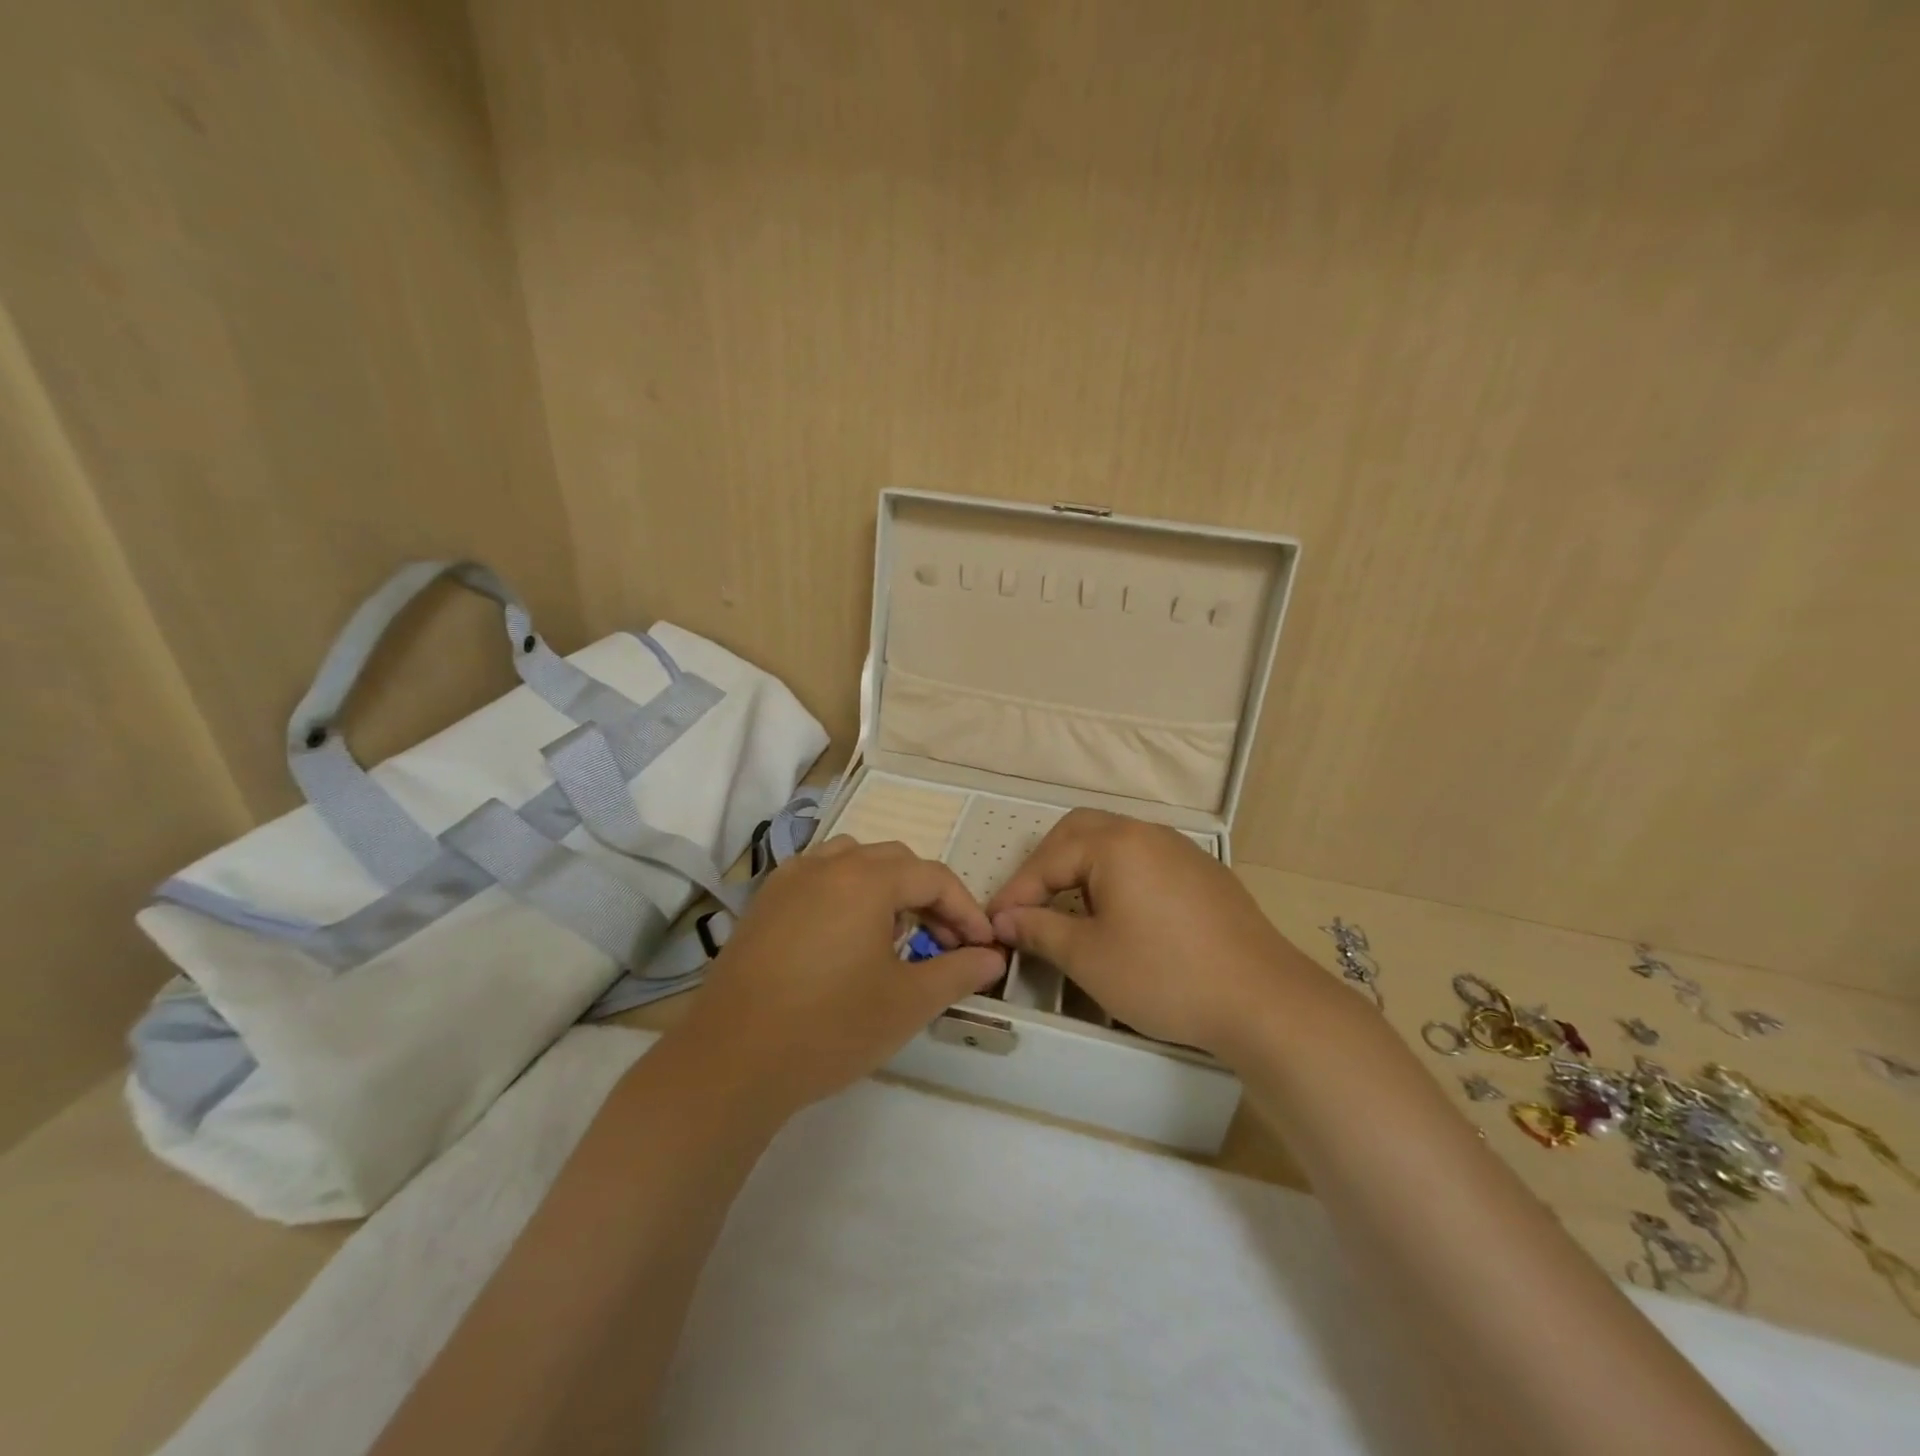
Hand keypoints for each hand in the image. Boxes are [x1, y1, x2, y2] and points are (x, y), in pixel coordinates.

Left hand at [677, 838, 1005, 1115]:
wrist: (731, 1061)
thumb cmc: (831, 1027)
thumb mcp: (908, 1002)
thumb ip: (958, 971)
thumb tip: (992, 957)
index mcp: (866, 878)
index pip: (933, 877)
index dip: (966, 909)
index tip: (982, 947)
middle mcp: (827, 864)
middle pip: (894, 862)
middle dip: (928, 896)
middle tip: (944, 942)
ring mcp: (788, 880)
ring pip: (852, 862)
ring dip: (885, 888)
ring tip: (894, 932)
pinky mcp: (763, 903)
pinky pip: (817, 878)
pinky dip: (845, 893)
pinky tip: (844, 936)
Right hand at [986, 810, 1322, 1058]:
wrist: (1263, 1000)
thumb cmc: (1164, 975)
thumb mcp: (1089, 957)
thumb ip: (1039, 930)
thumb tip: (1005, 919)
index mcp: (1114, 844)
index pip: (1048, 859)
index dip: (1016, 892)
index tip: (993, 924)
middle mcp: (1147, 833)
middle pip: (1080, 831)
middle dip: (1047, 864)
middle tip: (1029, 903)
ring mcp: (1181, 850)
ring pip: (1116, 842)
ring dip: (1083, 867)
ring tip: (1070, 908)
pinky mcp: (1205, 873)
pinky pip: (1146, 860)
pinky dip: (1118, 876)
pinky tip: (1122, 914)